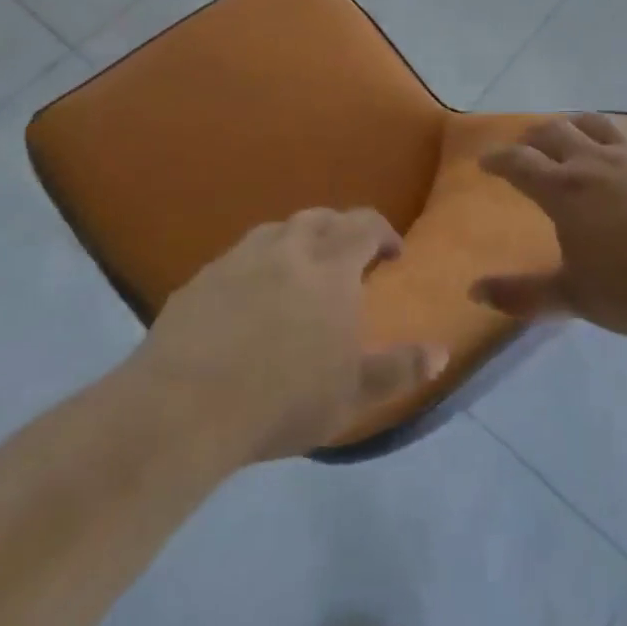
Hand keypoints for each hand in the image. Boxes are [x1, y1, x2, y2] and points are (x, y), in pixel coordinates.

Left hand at [135, 207, 444, 462]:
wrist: (184, 407)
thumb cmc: (283, 399)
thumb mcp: (354, 394)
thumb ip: (400, 369)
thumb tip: (442, 351)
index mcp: (330, 266)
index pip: (364, 225)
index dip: (382, 232)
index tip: (392, 253)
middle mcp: (287, 248)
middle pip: (320, 219)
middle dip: (341, 230)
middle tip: (348, 257)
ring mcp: (239, 258)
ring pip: (277, 231)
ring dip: (297, 241)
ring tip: (300, 271)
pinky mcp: (201, 279)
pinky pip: (238, 258)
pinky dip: (256, 265)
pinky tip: (248, 297)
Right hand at [474, 114, 626, 341]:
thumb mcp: (572, 297)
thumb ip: (521, 294)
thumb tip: (474, 292)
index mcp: (565, 190)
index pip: (519, 163)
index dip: (498, 160)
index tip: (486, 162)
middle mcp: (594, 161)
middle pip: (554, 132)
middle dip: (532, 137)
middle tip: (525, 148)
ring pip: (593, 123)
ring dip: (572, 124)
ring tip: (569, 133)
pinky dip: (614, 133)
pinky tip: (620, 145)